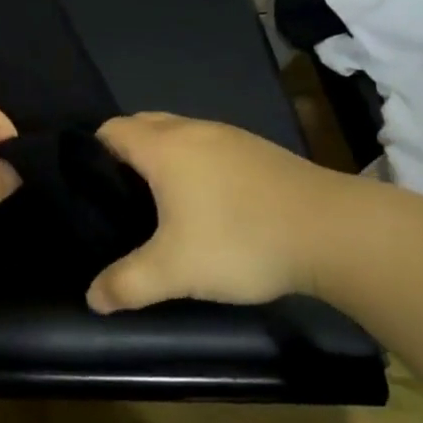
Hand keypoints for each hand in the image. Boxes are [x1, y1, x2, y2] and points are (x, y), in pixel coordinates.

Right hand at [86, 112, 375, 313]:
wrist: (334, 231)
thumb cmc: (241, 240)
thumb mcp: (175, 271)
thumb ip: (127, 284)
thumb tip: (92, 298)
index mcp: (164, 147)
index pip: (111, 130)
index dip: (92, 152)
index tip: (88, 187)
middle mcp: (192, 130)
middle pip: (142, 124)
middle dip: (125, 152)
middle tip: (120, 196)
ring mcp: (230, 136)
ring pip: (179, 133)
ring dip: (163, 156)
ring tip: (161, 200)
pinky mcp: (259, 150)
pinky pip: (210, 145)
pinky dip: (196, 163)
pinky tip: (210, 202)